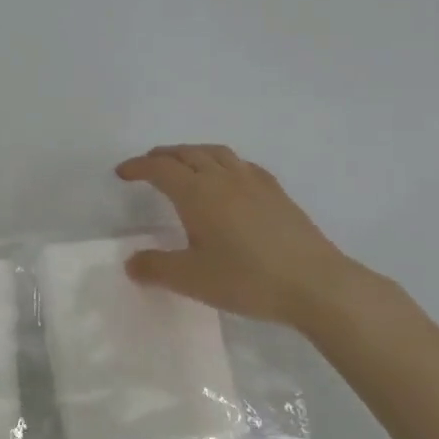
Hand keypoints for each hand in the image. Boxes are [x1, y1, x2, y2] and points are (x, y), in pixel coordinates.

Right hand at [115, 145, 376, 329]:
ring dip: (192, 153)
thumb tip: (131, 262)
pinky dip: (223, 163)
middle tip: (147, 166)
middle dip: (162, 156)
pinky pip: (242, 165)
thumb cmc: (247, 279)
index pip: (160, 168)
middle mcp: (223, 178)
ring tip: (184, 164)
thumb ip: (156, 268)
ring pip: (216, 153)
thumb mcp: (192, 279)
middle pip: (186, 153)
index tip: (122, 173)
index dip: (138, 166)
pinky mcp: (277, 193)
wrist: (316, 284)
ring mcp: (254, 182)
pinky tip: (228, 179)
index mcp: (197, 193)